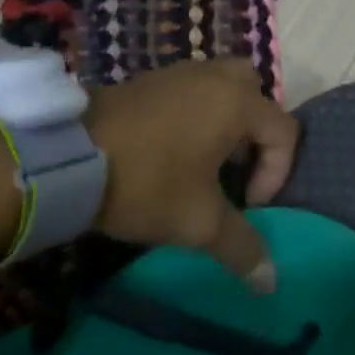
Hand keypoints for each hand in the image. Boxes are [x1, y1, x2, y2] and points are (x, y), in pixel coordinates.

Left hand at [85, 60, 297, 290]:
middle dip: (256, 134)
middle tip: (235, 169)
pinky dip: (197, 112)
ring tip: (206, 160)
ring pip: (223, 86)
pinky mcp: (151, 78)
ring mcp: (180, 72)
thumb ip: (241, 248)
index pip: (284, 131)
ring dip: (226, 121)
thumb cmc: (147, 182)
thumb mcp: (198, 223)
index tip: (247, 205)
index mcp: (237, 102)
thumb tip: (269, 282)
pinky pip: (192, 89)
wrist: (70, 157)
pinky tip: (173, 148)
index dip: (276, 174)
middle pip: (256, 94)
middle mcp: (214, 77)